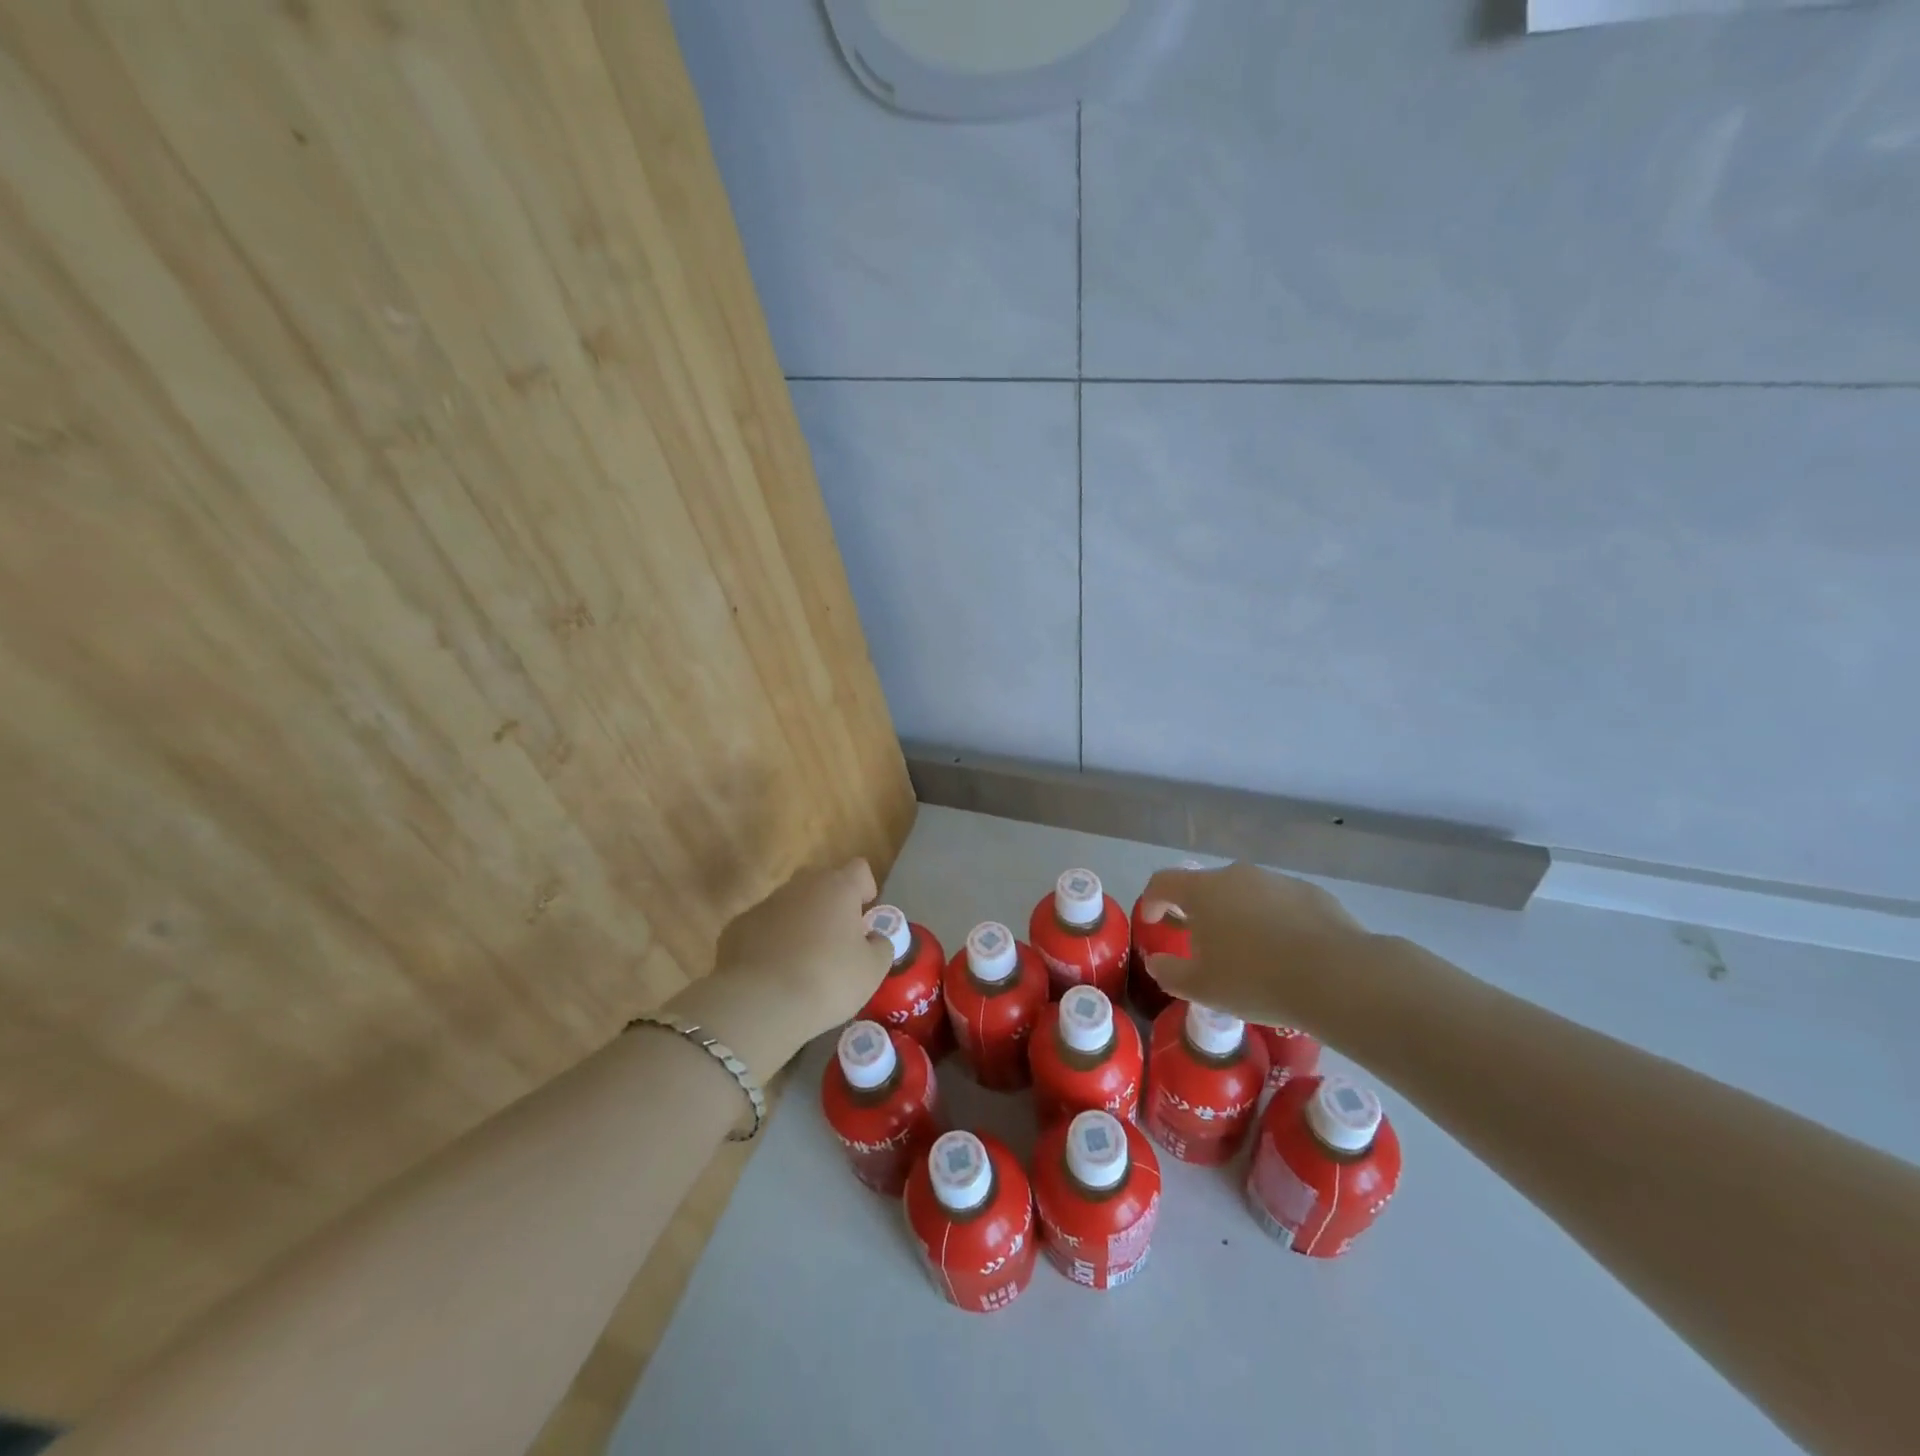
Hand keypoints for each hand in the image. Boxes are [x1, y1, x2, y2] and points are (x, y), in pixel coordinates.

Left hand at [666, 859, 893, 1078]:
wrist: (761, 1004)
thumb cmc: (828, 981)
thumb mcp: (873, 970)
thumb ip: (881, 946)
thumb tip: (873, 938)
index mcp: (838, 887)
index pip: (859, 869)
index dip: (865, 889)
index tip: (865, 919)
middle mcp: (801, 886)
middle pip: (821, 881)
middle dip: (830, 904)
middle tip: (837, 941)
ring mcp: (765, 904)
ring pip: (790, 904)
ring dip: (799, 923)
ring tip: (803, 963)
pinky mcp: (736, 927)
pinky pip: (763, 928)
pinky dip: (770, 943)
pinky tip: (773, 974)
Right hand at [1139, 862, 1371, 1034]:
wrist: (1337, 977)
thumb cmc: (1255, 980)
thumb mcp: (1201, 988)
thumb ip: (1169, 973)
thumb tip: (1156, 962)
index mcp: (1203, 891)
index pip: (1163, 882)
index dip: (1152, 900)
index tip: (1153, 921)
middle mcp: (1237, 875)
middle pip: (1206, 887)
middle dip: (1199, 912)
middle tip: (1203, 944)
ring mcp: (1277, 880)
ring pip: (1246, 894)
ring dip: (1238, 916)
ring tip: (1250, 953)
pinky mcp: (1311, 893)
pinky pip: (1280, 904)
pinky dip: (1274, 921)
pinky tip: (1287, 953)